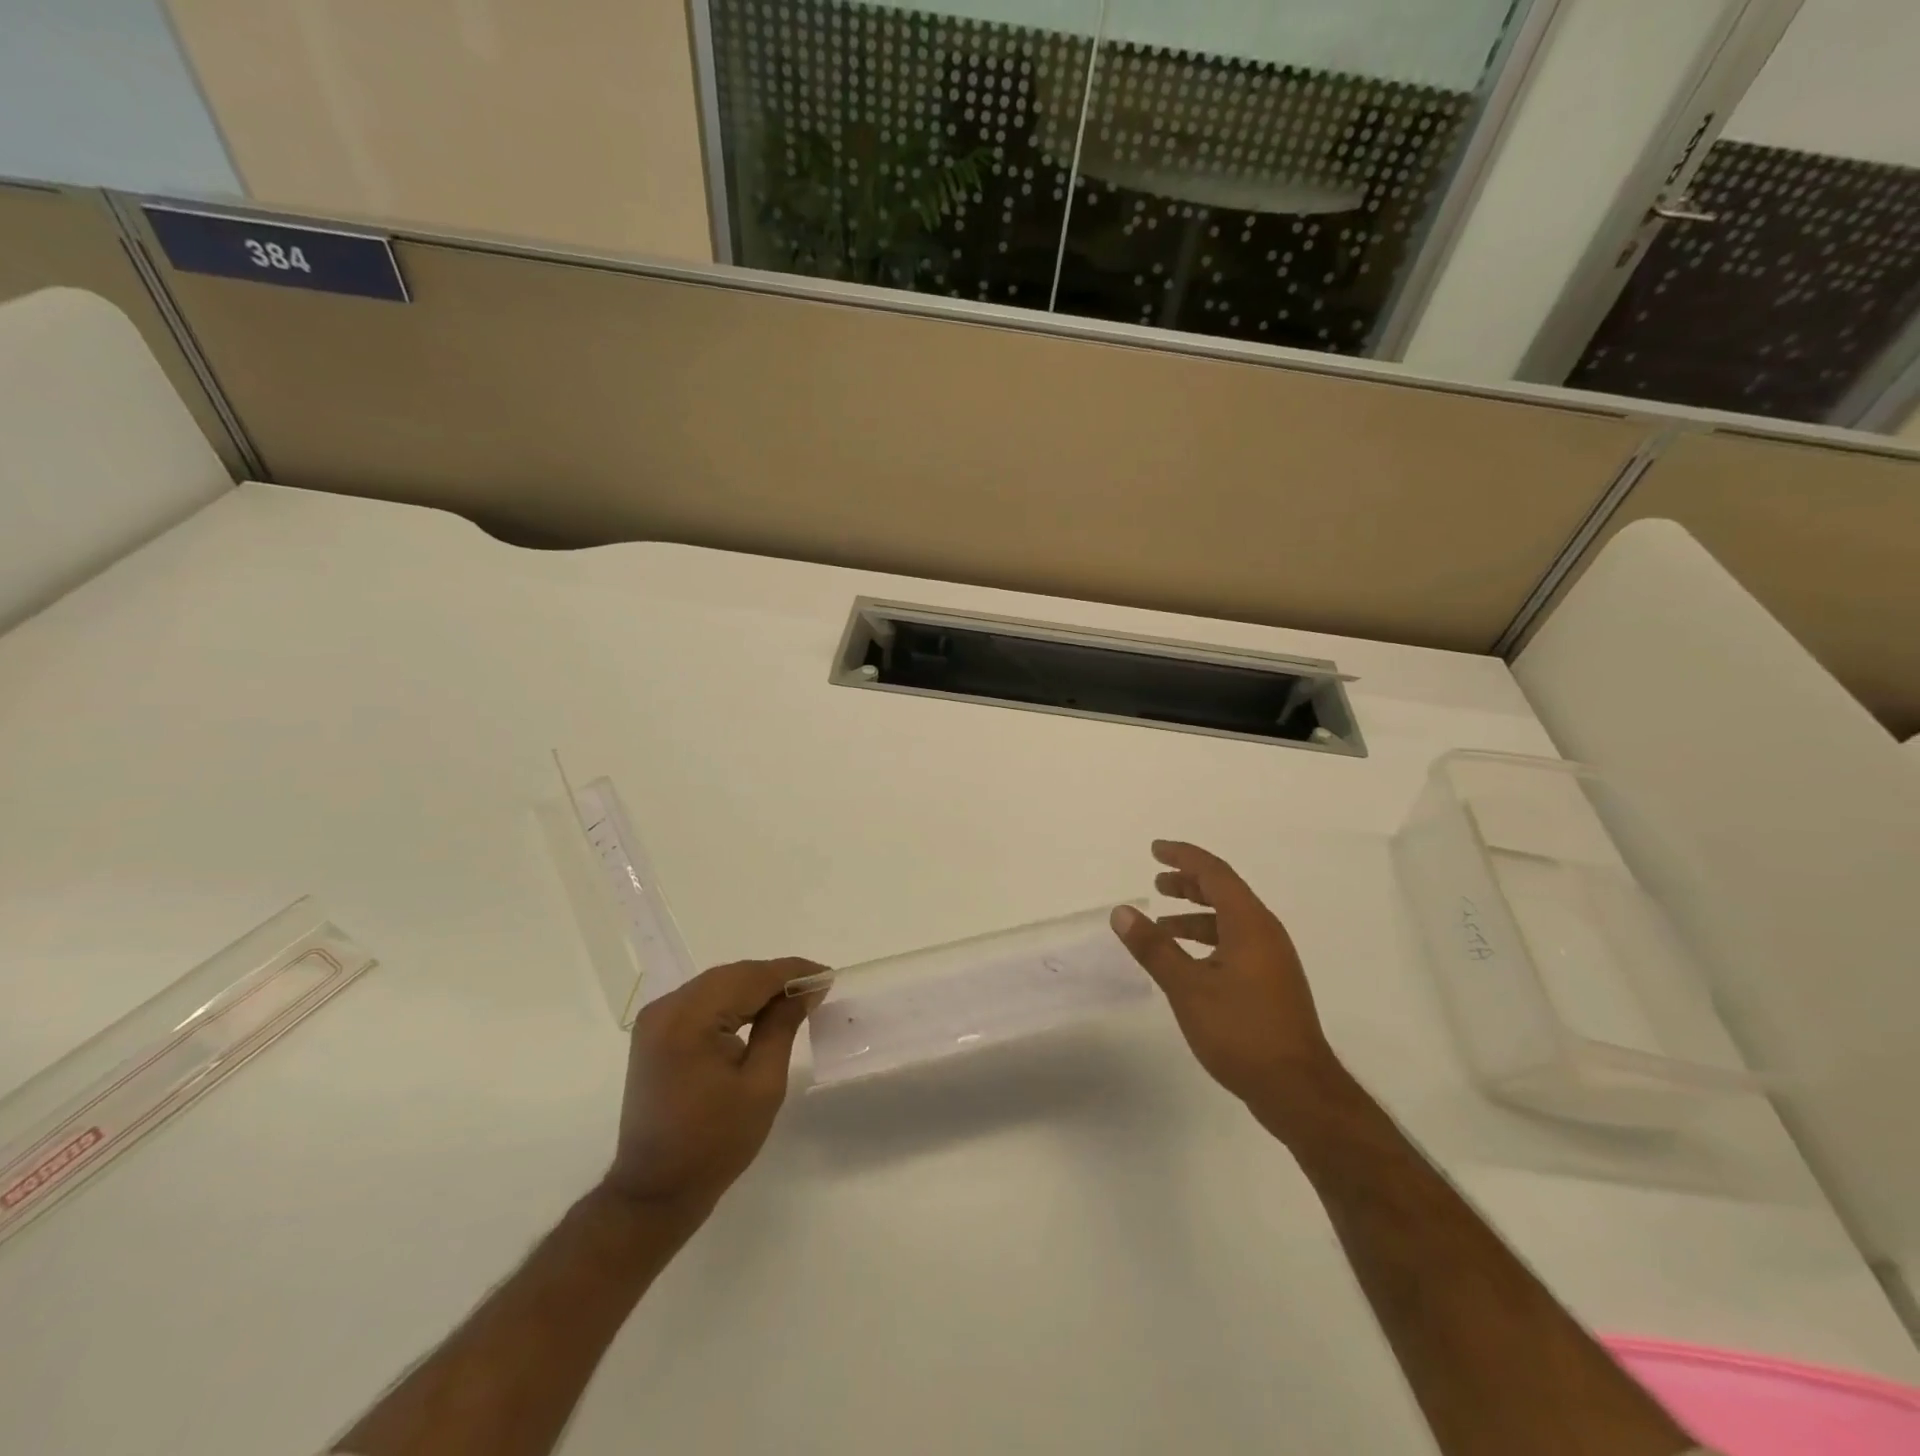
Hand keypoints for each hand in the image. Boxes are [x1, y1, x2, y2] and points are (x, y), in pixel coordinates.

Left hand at [601, 959, 824, 1221]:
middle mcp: (666, 1008)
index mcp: (689, 1019)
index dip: (792, 972)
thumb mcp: (762, 1084)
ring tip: (794, 998)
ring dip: (755, 988)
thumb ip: (783, 1026)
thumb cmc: (715, 1143)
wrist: (655, 1192)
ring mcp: (656, 1019)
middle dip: (775, 978)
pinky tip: (759, 1012)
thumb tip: (806, 988)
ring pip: (718, 984)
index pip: (750, 978)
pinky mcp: (655, 1033)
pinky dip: (733, 1001)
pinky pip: (702, 1001)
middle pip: (732, 976)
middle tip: (815, 988)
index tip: (827, 974)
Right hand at [1112, 841, 1342, 1138]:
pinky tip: (1187, 962)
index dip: (1183, 857)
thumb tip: (1122, 911)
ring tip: (1161, 926)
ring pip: (1229, 921)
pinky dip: (1207, 941)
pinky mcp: (1271, 984)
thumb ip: (1154, 947)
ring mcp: (1272, 960)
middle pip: (1225, 892)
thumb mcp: (1188, 987)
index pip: (1214, 873)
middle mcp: (1265, 933)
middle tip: (1156, 881)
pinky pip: (1235, 943)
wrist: (1297, 1090)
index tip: (1155, 849)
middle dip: (1188, 883)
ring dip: (1195, 916)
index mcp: (1250, 924)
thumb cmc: (1241, 1031)